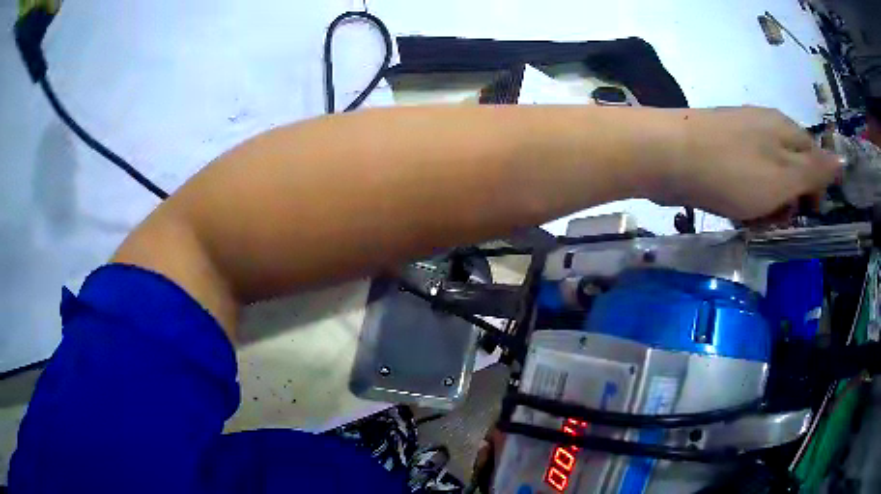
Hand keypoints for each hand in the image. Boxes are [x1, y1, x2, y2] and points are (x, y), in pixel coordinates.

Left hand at [655, 106, 841, 221]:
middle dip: (788, 201)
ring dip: (765, 205)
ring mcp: (740, 138)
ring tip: (751, 218)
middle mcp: (765, 127)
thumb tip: (842, 160)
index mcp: (785, 129)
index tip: (805, 213)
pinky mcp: (719, 151)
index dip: (815, 189)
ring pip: (767, 180)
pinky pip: (743, 180)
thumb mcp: (786, 175)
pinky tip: (733, 210)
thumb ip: (815, 169)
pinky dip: (743, 200)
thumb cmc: (736, 170)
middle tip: (774, 219)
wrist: (669, 156)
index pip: (814, 157)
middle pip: (791, 170)